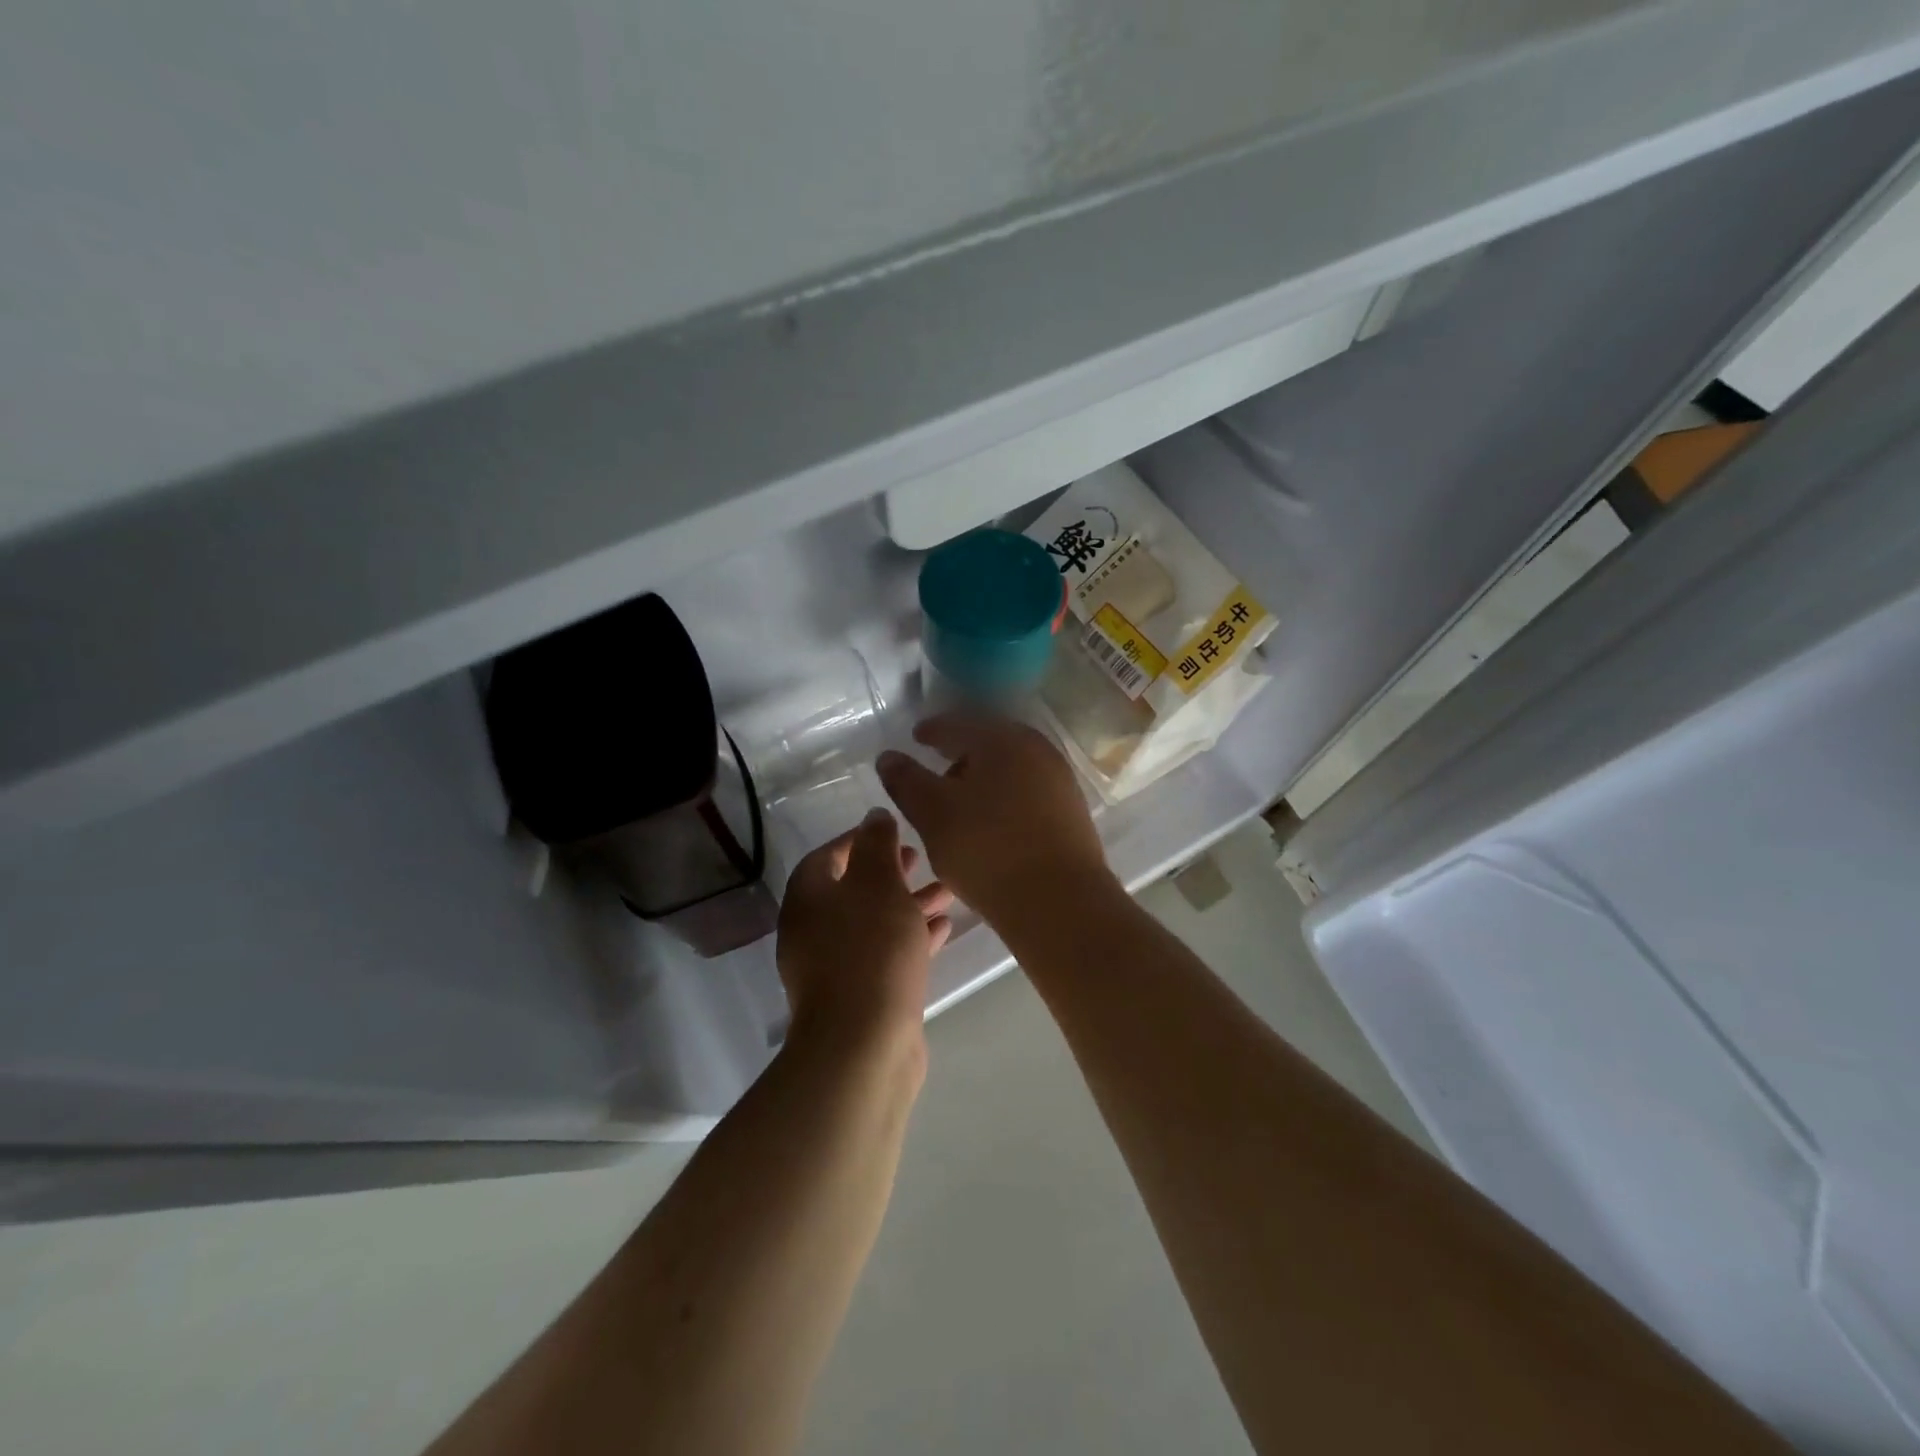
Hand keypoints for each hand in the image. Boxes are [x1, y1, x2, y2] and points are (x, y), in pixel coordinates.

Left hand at [777, 809, 952, 1055]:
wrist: (864, 1045)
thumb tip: (874, 816)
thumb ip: (877, 845)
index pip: (828, 856)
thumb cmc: (871, 950)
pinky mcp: (860, 995)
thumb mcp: (878, 884)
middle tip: (920, 859)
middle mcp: (814, 931)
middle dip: (889, 872)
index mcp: (809, 899)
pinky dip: (910, 938)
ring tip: (946, 890)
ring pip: (874, 923)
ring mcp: (835, 967)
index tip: (894, 831)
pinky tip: (943, 929)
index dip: (859, 840)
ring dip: (907, 904)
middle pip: (853, 890)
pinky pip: (885, 954)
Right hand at [876, 714, 1112, 923]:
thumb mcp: (933, 813)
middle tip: (936, 771)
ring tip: (960, 803)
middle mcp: (1037, 749)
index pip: (959, 723)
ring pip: (1011, 768)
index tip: (916, 737)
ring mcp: (1060, 780)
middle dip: (960, 754)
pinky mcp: (1072, 811)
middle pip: (990, 742)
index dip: (933, 730)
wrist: (1060, 901)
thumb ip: (906, 781)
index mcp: (1002, 739)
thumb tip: (888, 757)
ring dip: (983, 778)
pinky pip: (1028, 792)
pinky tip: (992, 823)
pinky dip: (1004, 798)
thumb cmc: (988, 848)